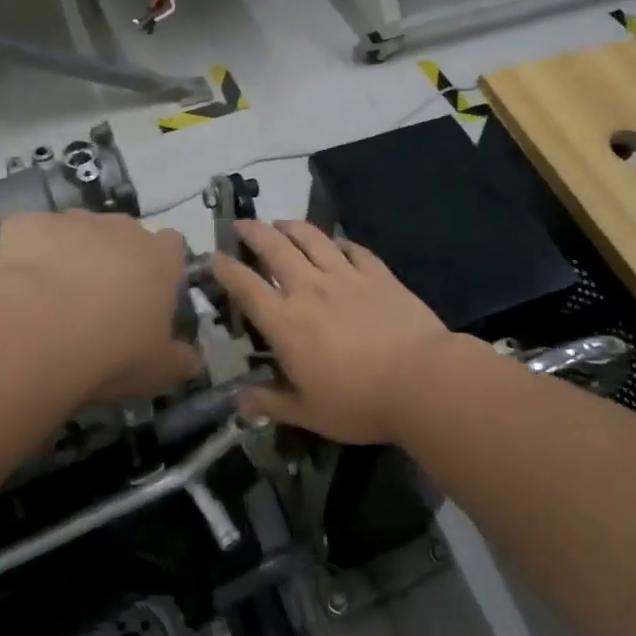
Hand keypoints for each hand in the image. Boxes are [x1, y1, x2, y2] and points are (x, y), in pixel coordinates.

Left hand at [0, 211, 198, 402]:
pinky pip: (31, 233)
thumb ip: (181, 358)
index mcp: (159, 258)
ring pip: (77, 230)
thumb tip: (192, 357)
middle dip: (113, 258)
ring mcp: (73, 220)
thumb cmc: (112, 352)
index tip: (147, 293)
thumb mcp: (159, 370)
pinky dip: (27, 252)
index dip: (160, 265)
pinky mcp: (28, 223)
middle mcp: (120, 228)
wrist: (38, 335)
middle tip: (97, 301)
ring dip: (71, 253)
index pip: (171, 245)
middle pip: (123, 234)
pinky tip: (19, 285)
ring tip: (52, 295)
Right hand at [212, 219, 458, 444]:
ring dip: (292, 226)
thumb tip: (238, 401)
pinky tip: (336, 241)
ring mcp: (346, 276)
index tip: (215, 256)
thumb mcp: (308, 413)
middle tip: (242, 223)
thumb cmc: (359, 402)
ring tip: (281, 222)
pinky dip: (340, 241)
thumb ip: (270, 403)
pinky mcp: (378, 274)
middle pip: (275, 249)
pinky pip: (353, 249)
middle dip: (254, 232)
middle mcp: (309, 289)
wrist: (420, 380)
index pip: (246, 287)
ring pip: (312, 239)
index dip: (226, 269)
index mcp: (285, 322)